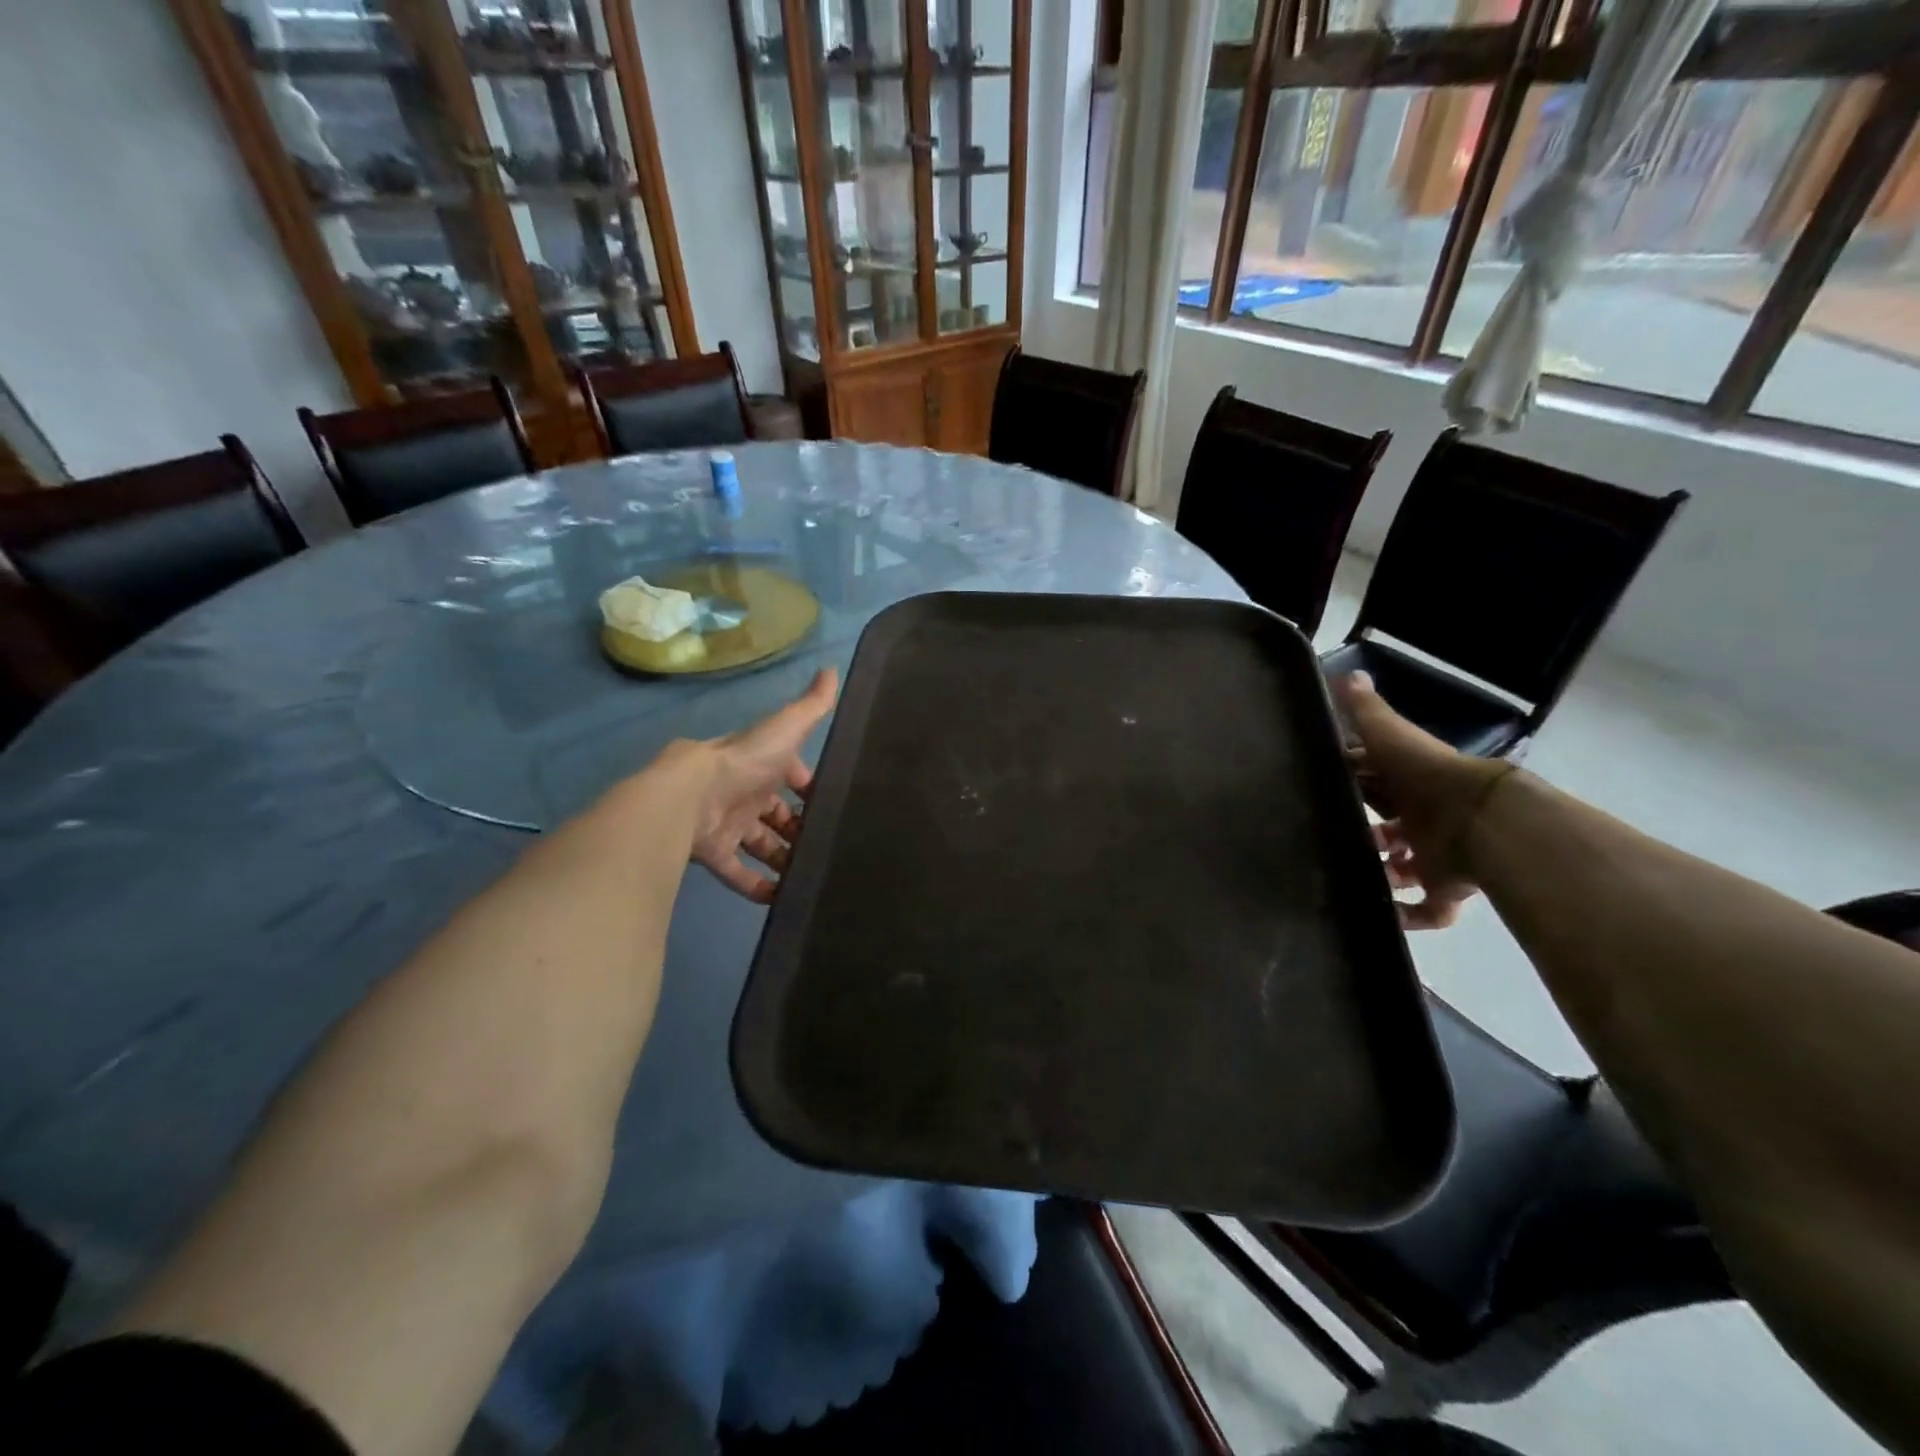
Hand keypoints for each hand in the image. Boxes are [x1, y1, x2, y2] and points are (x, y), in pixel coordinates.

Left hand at [684, 668, 838, 902]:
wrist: (690, 796)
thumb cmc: (744, 762)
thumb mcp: (786, 729)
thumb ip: (812, 706)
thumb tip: (832, 669)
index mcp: (762, 765)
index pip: (792, 777)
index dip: (811, 790)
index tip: (834, 806)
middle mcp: (746, 793)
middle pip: (777, 815)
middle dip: (799, 829)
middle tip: (826, 846)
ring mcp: (729, 824)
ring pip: (761, 844)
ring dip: (782, 858)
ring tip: (811, 874)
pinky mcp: (715, 853)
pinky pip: (738, 873)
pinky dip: (757, 886)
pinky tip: (782, 899)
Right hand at [1335, 671, 1510, 929]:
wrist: (1481, 820)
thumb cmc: (1426, 775)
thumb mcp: (1389, 735)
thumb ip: (1366, 711)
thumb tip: (1347, 673)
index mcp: (1409, 782)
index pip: (1376, 782)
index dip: (1353, 784)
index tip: (1324, 789)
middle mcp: (1422, 818)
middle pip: (1389, 827)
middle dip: (1365, 832)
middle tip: (1331, 837)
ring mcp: (1435, 855)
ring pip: (1404, 867)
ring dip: (1381, 872)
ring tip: (1348, 876)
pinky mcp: (1446, 888)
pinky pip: (1428, 909)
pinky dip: (1410, 917)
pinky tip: (1385, 916)